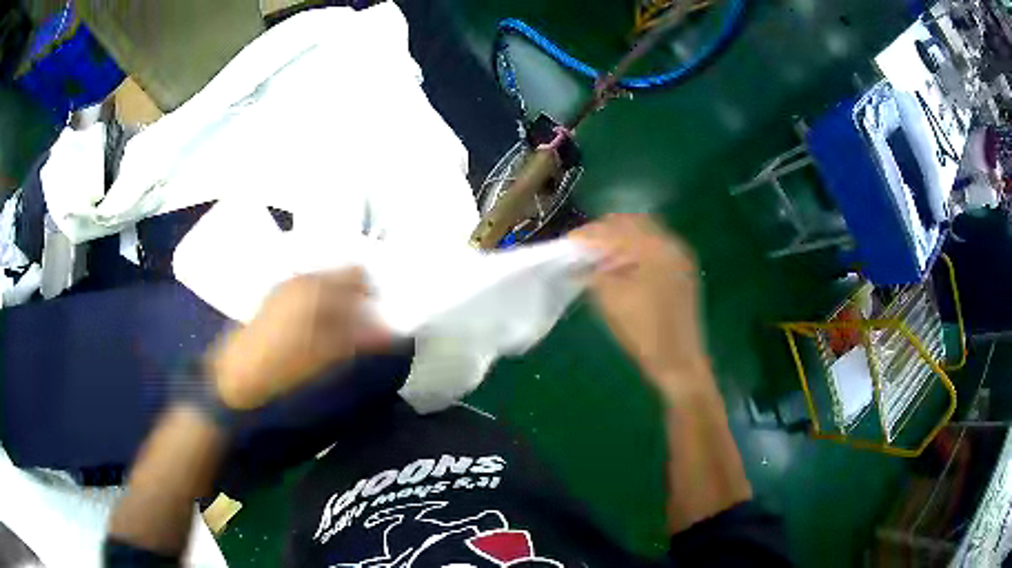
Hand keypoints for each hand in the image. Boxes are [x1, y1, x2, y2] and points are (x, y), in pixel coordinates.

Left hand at [206, 268, 390, 409]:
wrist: (238, 376)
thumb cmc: (285, 366)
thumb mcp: (329, 355)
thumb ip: (361, 338)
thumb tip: (390, 331)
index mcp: (315, 287)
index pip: (357, 274)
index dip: (373, 291)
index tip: (382, 311)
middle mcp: (300, 279)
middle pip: (339, 277)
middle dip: (356, 297)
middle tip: (366, 325)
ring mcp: (284, 288)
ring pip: (322, 285)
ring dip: (337, 302)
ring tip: (343, 331)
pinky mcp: (273, 300)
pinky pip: (306, 294)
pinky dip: (320, 307)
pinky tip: (319, 330)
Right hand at [571, 214, 714, 401]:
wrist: (679, 362)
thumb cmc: (644, 331)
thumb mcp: (611, 300)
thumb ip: (592, 274)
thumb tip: (577, 265)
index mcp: (656, 248)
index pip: (618, 228)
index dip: (590, 233)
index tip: (568, 243)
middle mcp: (672, 245)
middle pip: (634, 224)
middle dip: (606, 232)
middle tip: (583, 246)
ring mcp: (680, 260)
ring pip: (645, 237)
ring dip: (621, 242)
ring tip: (598, 258)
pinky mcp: (681, 274)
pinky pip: (655, 252)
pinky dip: (635, 254)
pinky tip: (620, 269)